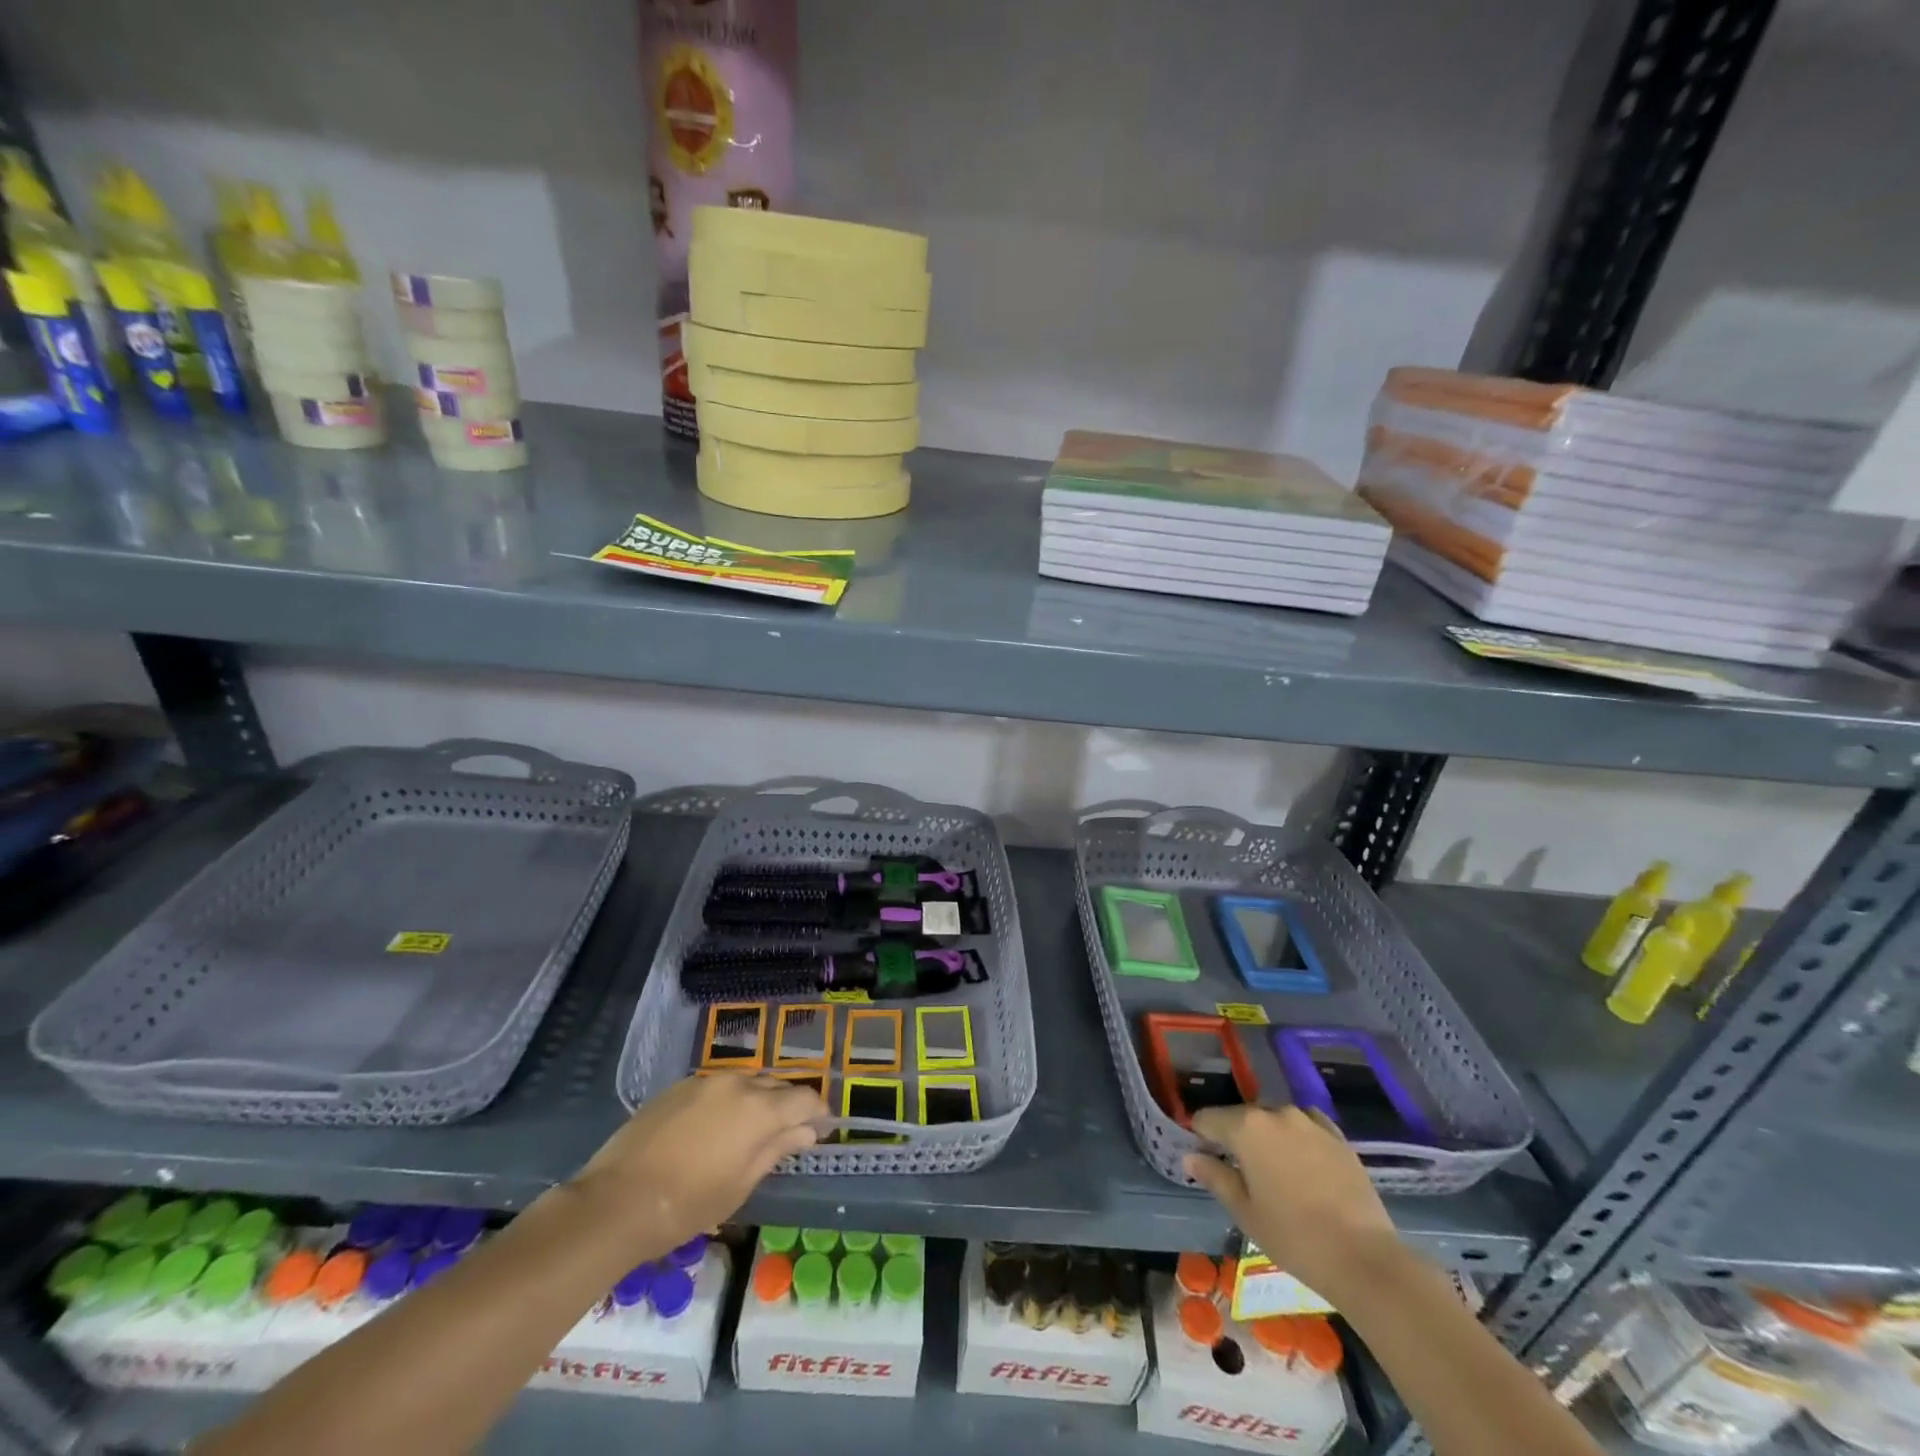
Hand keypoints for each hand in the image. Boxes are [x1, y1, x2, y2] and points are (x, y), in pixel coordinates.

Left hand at [571, 1074, 826, 1253]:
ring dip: (758, 1098)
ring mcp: (706, 1080)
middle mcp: (737, 1083)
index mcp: (759, 1109)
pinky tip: (719, 1125)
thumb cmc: (687, 1204)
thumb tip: (806, 1132)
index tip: (822, 1127)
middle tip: (790, 1130)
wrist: (616, 1201)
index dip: (818, 1111)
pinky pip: (718, 1086)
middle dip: (788, 1104)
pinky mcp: (680, 1086)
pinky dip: (729, 1100)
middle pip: (776, 1084)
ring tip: (754, 1127)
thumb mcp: (741, 1184)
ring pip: (747, 1081)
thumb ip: (776, 1150)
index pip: (804, 1098)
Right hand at [1185, 1105, 1403, 1306]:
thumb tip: (1190, 1156)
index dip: (1200, 1136)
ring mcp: (1309, 1122)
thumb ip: (1214, 1177)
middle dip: (1235, 1137)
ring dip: (1267, 1137)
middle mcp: (1275, 1113)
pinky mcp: (1337, 1137)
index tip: (1203, 1157)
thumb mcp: (1245, 1212)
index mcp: (1246, 1127)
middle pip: (1242, 1117)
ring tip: (1275, 1171)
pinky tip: (1303, 1163)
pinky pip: (1307, 1125)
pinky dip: (1298, 1137)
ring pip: (1275, 1120)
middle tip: (1240, 1172)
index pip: (1207, 1118)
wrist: (1364, 1259)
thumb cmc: (1294, 1237)